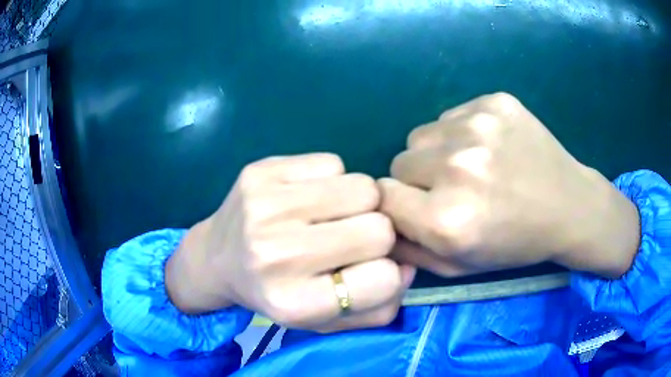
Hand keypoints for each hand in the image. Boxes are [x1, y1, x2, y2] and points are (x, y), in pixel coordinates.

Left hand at [166, 153, 414, 331]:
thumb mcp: (325, 321)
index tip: (367, 271)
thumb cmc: (275, 294)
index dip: (386, 273)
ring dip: (359, 204)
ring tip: (331, 216)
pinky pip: (333, 163)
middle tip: (350, 240)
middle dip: (376, 235)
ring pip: (363, 187)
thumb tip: (408, 266)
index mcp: (294, 303)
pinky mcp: (261, 170)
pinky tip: (308, 197)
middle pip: (379, 228)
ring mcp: (265, 205)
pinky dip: (332, 180)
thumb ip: (377, 307)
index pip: (384, 278)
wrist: (216, 257)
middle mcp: (276, 254)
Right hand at [378, 93, 639, 277]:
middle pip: (400, 162)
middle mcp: (458, 167)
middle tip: (453, 190)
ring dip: (437, 153)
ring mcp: (479, 126)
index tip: (417, 207)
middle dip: (417, 179)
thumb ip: (409, 249)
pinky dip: (460, 132)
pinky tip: (491, 147)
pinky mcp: (495, 102)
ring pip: (422, 135)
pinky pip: (451, 115)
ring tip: (473, 167)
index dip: (397, 203)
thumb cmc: (516, 245)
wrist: (570, 206)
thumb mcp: (459, 267)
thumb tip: (378, 221)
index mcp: (447, 219)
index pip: (383, 196)